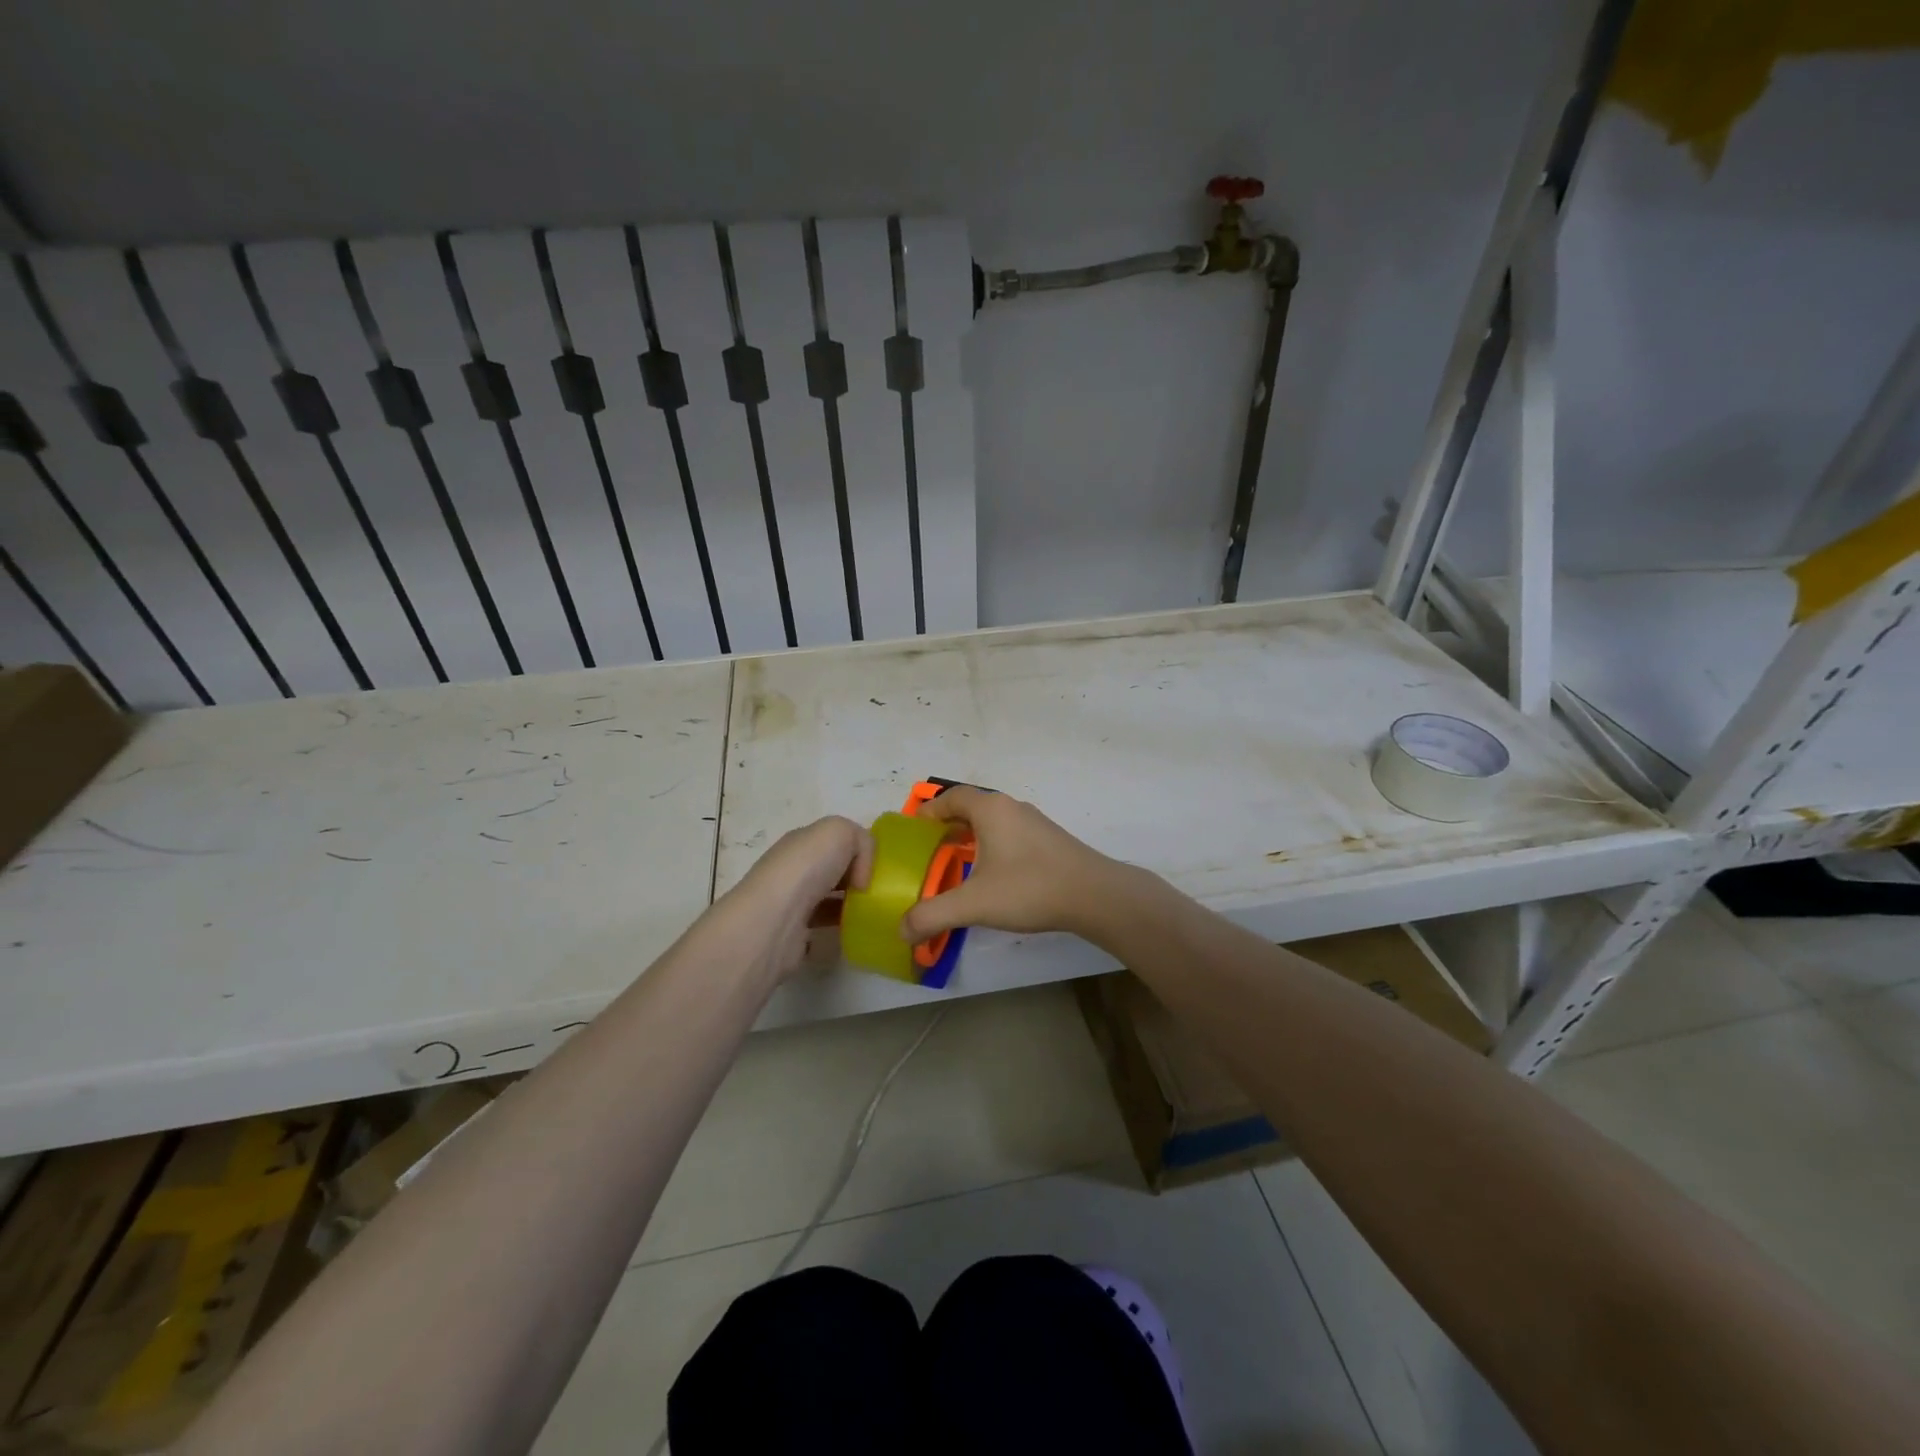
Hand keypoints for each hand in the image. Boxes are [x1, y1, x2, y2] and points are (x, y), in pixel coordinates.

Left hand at [722, 816, 873, 980]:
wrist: (774, 920)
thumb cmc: (807, 868)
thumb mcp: (841, 832)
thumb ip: (862, 841)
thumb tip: (861, 876)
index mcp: (802, 842)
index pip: (834, 840)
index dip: (858, 850)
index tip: (879, 867)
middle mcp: (793, 869)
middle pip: (831, 869)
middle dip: (856, 877)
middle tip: (880, 890)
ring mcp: (791, 903)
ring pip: (827, 898)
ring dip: (849, 904)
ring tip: (874, 912)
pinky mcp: (794, 934)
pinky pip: (823, 927)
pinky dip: (839, 928)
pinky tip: (856, 931)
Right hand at [899, 787, 1119, 943]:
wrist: (1094, 895)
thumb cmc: (1029, 888)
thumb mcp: (974, 903)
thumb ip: (933, 915)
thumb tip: (902, 929)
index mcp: (991, 809)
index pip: (952, 797)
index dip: (930, 810)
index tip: (914, 830)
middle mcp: (1012, 808)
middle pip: (971, 807)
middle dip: (948, 826)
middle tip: (930, 851)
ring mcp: (1035, 823)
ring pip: (993, 823)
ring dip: (972, 838)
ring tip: (956, 865)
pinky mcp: (1050, 841)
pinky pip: (1010, 835)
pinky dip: (993, 847)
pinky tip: (992, 876)